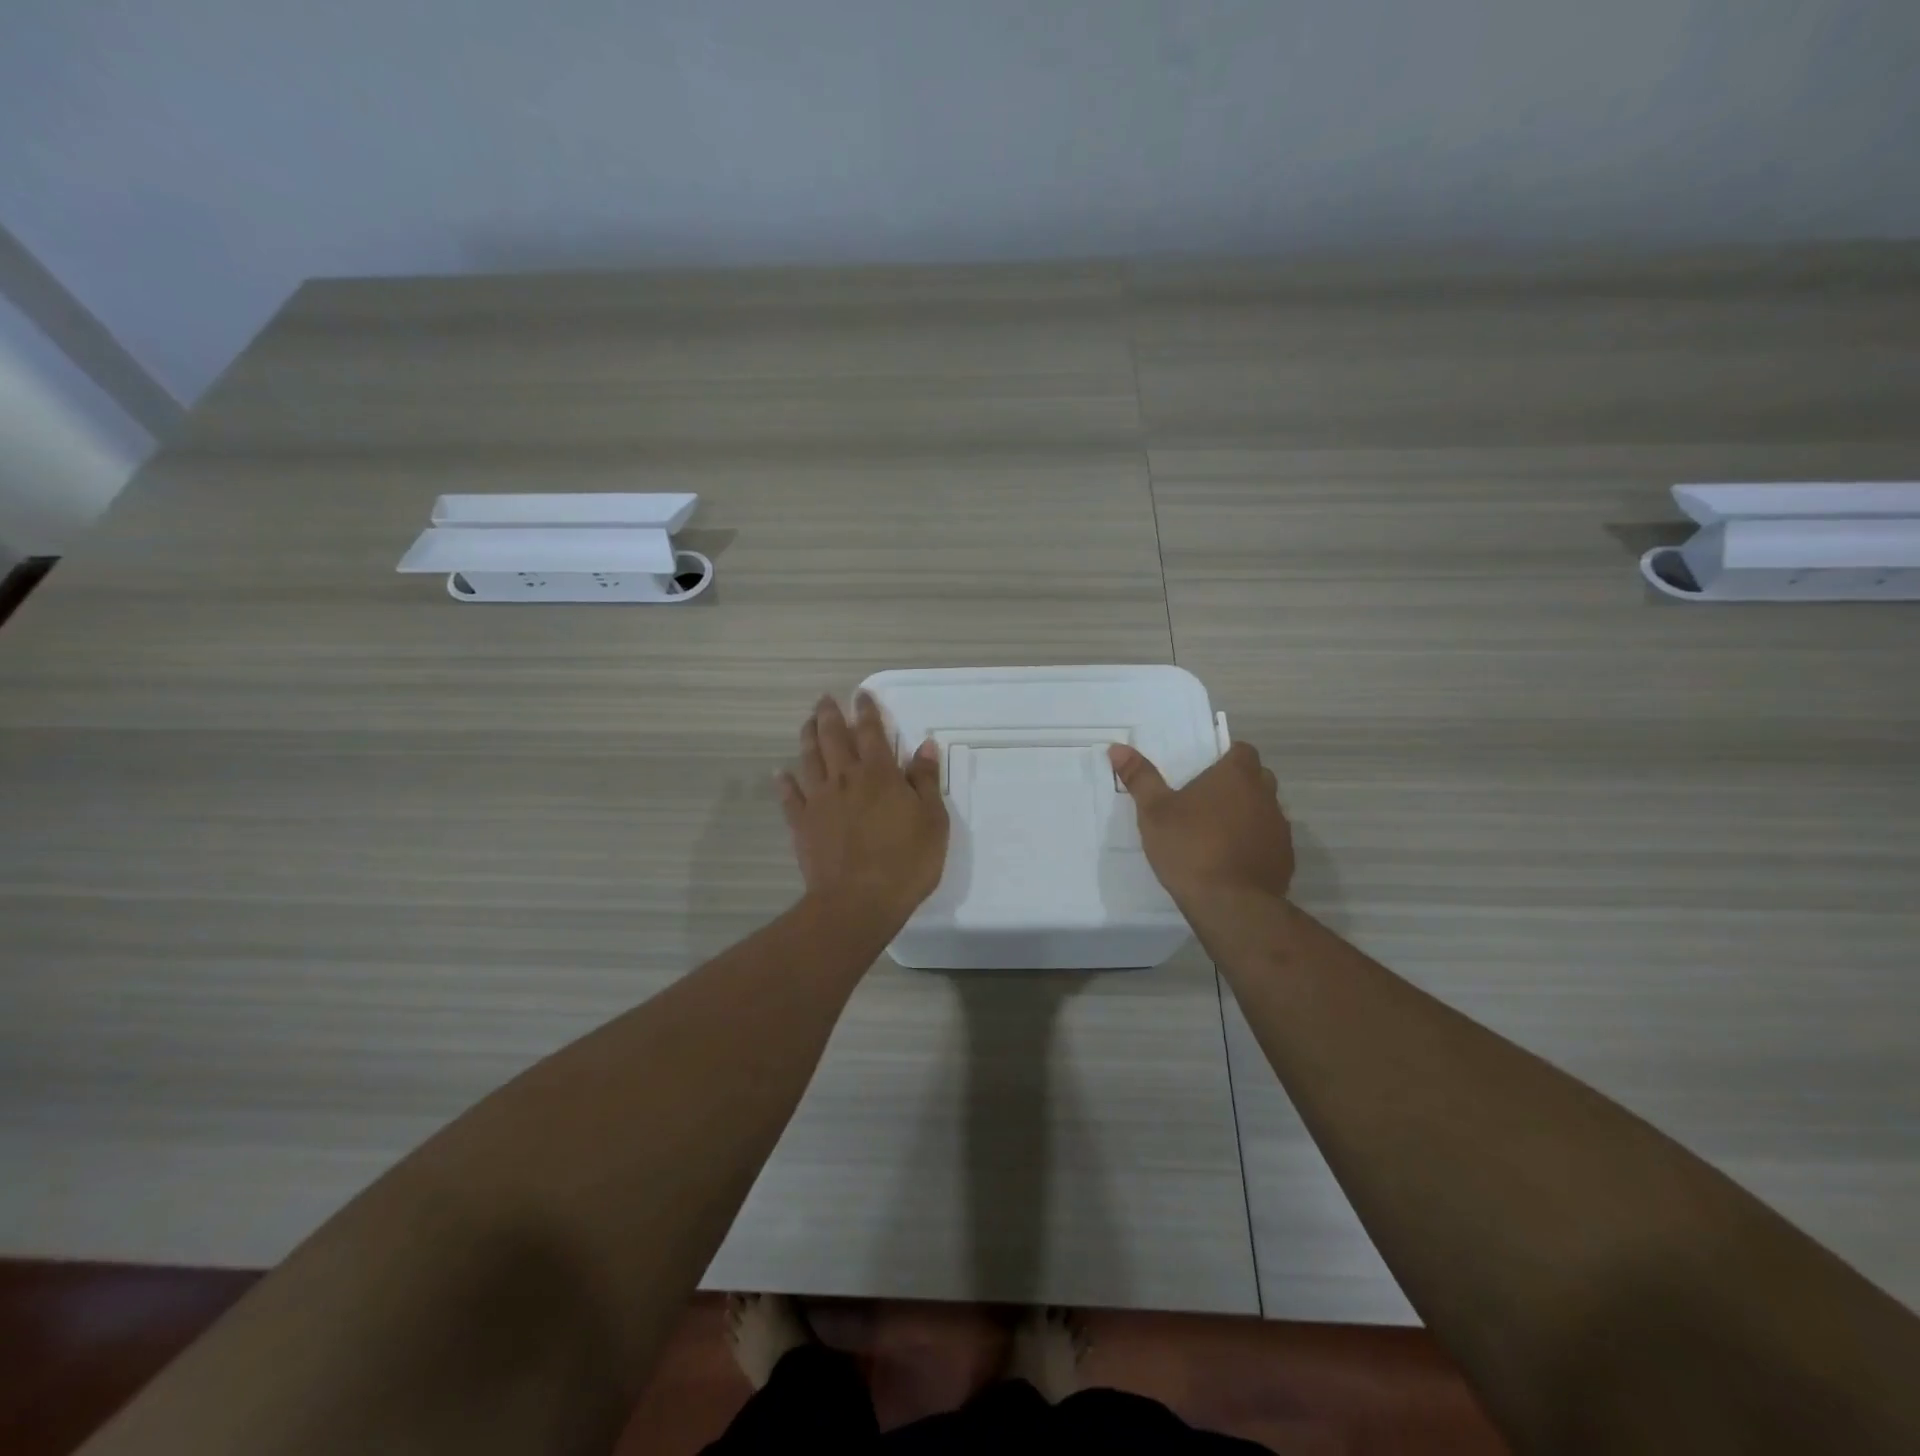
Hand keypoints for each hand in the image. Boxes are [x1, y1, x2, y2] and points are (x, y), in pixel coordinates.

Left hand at [778, 693, 949, 923]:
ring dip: (808, 737)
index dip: (867, 712)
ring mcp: (820, 801)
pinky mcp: (802, 824)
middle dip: (830, 716)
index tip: (861, 695)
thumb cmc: (906, 862)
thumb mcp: (933, 820)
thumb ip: (925, 781)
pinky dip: (784, 782)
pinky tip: (780, 773)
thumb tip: (924, 745)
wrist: (858, 901)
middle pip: (833, 738)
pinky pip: (790, 797)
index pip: (871, 733)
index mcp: (880, 774)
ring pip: (809, 759)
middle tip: (825, 700)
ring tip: (807, 722)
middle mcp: (846, 778)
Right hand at [1108, 740, 1293, 906]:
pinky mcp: (1285, 858)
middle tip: (1206, 801)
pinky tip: (1232, 861)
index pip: (1243, 750)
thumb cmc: (1189, 847)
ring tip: (1216, 833)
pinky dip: (1254, 845)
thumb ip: (1140, 777)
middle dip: (1238, 785)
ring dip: (1247, 815)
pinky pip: (1270, 841)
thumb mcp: (1154, 812)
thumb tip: (1118, 748)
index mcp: (1236, 776)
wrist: (1230, 904)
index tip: (1205, 772)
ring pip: (1265, 810)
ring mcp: (1279, 827)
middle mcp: (1265, 795)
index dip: (1226, 758)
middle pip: (1257, 778)